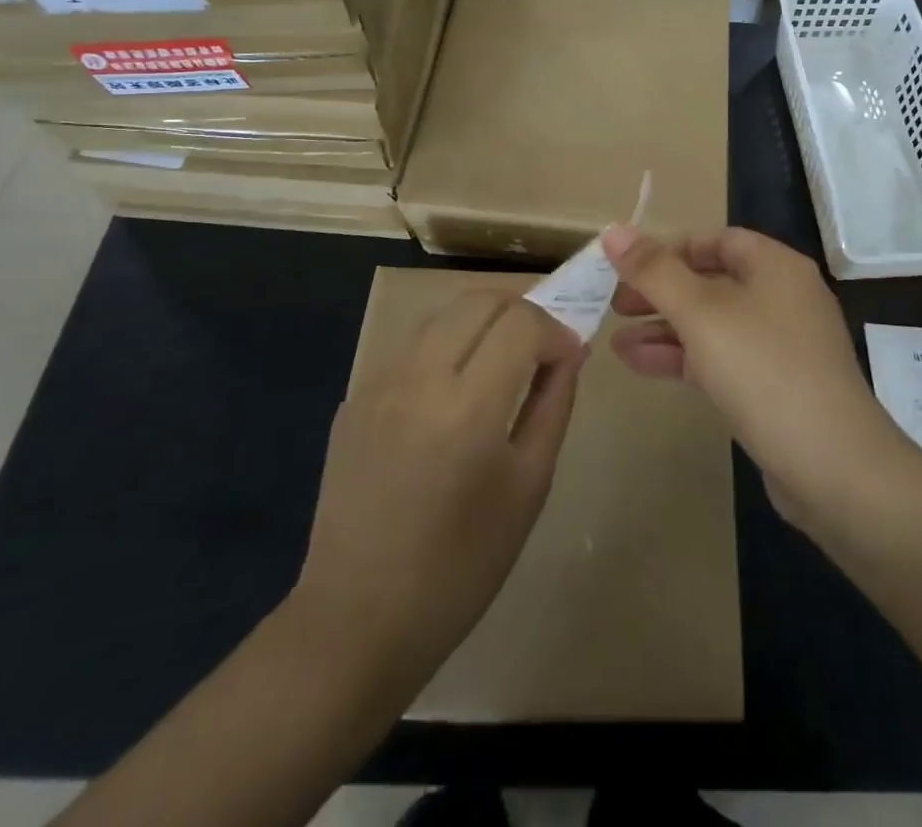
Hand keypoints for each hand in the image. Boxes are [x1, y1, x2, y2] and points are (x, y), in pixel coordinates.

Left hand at [288, 292, 583, 699]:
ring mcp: (377, 385)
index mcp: (468, 407)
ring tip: (500, 360)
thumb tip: (569, 354)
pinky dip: (444, 350)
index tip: (568, 356)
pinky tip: (452, 395)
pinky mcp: (353, 400)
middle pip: (477, 301)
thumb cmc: (461, 566)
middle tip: (540, 345)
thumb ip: (553, 406)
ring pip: (440, 316)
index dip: (555, 329)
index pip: (521, 323)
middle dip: (520, 310)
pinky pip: (410, 350)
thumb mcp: (528, 487)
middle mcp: (417, 379)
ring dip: (480, 323)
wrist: (358, 621)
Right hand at [601, 226, 911, 527]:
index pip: (716, 240)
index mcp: (776, 267)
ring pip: (713, 324)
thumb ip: (654, 271)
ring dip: (665, 329)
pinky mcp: (776, 387)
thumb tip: (612, 230)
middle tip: (615, 305)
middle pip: (712, 281)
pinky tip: (642, 366)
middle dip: (661, 292)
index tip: (628, 268)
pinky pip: (722, 359)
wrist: (834, 467)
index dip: (669, 249)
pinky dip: (684, 358)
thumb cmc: (764, 370)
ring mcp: (782, 345)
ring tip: (615, 343)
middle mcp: (783, 297)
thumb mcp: (701, 313)